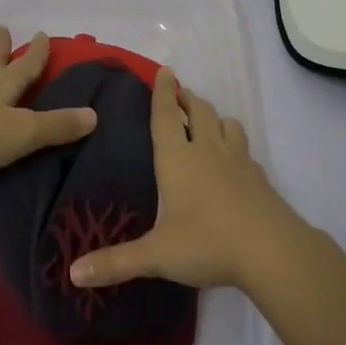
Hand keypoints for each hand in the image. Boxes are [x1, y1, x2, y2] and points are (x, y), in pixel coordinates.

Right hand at [68, 66, 304, 293]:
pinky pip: (244, 149)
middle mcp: (208, 150)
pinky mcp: (259, 177)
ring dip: (214, 117)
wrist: (272, 250)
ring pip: (227, 124)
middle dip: (187, 99)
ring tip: (207, 122)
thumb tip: (74, 273)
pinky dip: (235, 144)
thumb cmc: (207, 242)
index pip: (166, 115)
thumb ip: (116, 262)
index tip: (164, 71)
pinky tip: (233, 160)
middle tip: (180, 95)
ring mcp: (238, 161)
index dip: (162, 92)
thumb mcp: (157, 255)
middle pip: (199, 111)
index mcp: (178, 158)